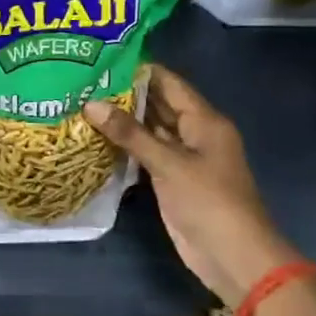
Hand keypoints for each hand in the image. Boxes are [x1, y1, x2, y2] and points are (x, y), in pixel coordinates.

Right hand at [82, 64, 303, 307]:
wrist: (233, 256)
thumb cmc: (209, 202)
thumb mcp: (169, 164)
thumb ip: (130, 134)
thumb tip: (91, 104)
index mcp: (204, 120)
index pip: (169, 83)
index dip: (139, 70)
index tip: (102, 59)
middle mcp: (194, 133)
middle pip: (158, 104)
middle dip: (125, 93)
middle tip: (84, 80)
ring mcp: (182, 158)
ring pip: (150, 130)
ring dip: (122, 120)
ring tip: (82, 102)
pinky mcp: (171, 180)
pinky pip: (146, 154)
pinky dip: (124, 145)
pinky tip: (95, 137)